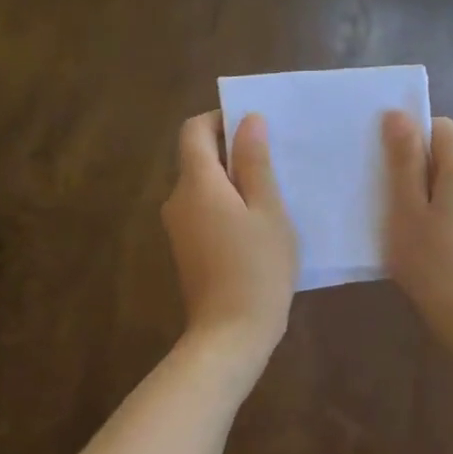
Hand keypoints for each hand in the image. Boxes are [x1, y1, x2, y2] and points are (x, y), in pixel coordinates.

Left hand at [162, 112, 297, 364]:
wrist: (231, 334)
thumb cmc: (257, 268)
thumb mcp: (268, 211)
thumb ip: (256, 163)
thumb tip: (248, 120)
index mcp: (196, 183)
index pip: (194, 130)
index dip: (221, 120)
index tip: (255, 129)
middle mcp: (177, 200)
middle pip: (197, 158)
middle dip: (232, 152)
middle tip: (275, 163)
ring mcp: (178, 227)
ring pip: (203, 187)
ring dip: (232, 182)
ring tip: (272, 196)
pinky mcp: (186, 249)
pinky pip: (203, 211)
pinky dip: (226, 207)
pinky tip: (256, 227)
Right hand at [382, 111, 452, 349]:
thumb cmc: (433, 263)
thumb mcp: (406, 210)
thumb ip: (403, 160)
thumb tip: (399, 114)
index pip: (440, 127)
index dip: (411, 139)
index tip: (389, 169)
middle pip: (449, 153)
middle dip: (419, 168)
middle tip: (392, 202)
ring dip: (431, 191)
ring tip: (410, 226)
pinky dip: (447, 210)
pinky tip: (433, 241)